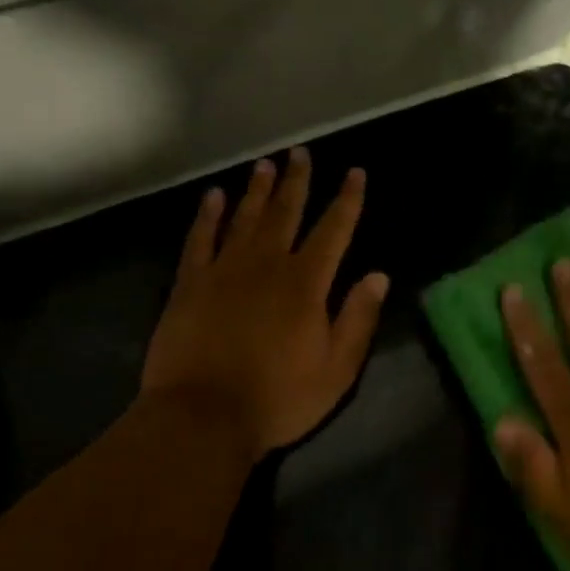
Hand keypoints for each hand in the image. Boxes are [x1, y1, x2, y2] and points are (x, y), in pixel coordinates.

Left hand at [139, 147, 389, 464]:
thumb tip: (378, 275)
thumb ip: (358, 318)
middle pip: (286, 212)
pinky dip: (208, 216)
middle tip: (301, 153)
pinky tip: (214, 197)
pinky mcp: (190, 284)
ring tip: (265, 164)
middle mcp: (267, 264)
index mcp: (306, 283)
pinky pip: (200, 240)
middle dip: (297, 181)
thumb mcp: (336, 368)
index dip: (347, 200)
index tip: (355, 173)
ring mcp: (225, 270)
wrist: (201, 418)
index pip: (334, 230)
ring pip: (245, 218)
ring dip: (258, 189)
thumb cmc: (278, 398)